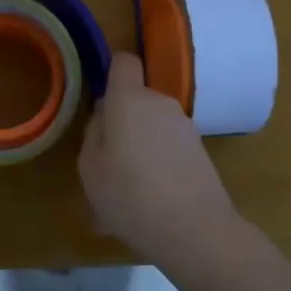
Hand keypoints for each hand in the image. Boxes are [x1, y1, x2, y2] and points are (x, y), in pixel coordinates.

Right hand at [79, 52, 239, 267]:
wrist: (193, 228)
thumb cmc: (128, 194)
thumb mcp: (89, 167)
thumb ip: (94, 133)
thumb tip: (105, 117)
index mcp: (129, 99)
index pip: (124, 62)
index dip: (112, 72)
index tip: (101, 99)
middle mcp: (160, 103)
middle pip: (136, 100)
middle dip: (122, 123)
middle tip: (107, 163)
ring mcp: (185, 126)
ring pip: (152, 128)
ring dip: (139, 149)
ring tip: (126, 192)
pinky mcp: (201, 151)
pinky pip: (168, 150)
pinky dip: (157, 167)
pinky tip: (148, 204)